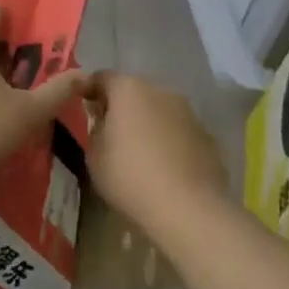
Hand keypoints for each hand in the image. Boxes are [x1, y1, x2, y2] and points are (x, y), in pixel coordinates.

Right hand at [87, 74, 228, 235]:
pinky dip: (168, 140)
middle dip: (121, 106)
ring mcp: (188, 112)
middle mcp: (160, 91)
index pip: (102, 78)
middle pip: (133, 91)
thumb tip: (103, 120)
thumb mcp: (95, 155)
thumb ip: (95, 128)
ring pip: (159, 110)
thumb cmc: (130, 177)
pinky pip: (178, 131)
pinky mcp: (207, 136)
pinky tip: (164, 166)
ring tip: (139, 150)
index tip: (81, 104)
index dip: (89, 89)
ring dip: (147, 122)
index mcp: (128, 89)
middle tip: (109, 129)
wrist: (188, 209)